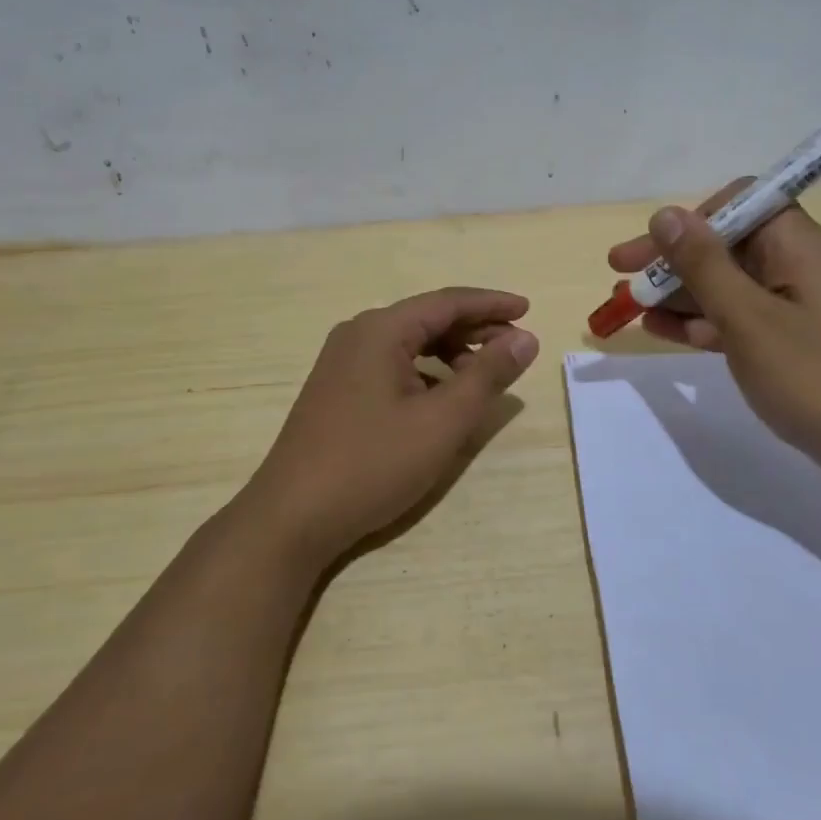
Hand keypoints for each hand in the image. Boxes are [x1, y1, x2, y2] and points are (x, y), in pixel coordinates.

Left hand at [243, 288, 539, 566]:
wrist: (291, 517)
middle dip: (474, 329)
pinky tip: (441, 399)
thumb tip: (524, 338)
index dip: (491, 304)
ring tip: (483, 376)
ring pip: (409, 344)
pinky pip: (391, 365)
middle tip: (515, 345)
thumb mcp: (442, 421)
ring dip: (450, 353)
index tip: (529, 309)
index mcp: (381, 330)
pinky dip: (425, 373)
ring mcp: (341, 363)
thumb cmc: (372, 464)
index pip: (447, 302)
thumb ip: (487, 375)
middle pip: (427, 318)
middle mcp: (358, 334)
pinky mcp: (336, 390)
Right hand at [607, 185, 820, 499]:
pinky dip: (700, 323)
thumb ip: (704, 266)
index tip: (653, 246)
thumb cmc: (819, 377)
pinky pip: (737, 320)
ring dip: (677, 293)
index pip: (738, 201)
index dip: (691, 217)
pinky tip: (661, 333)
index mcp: (794, 245)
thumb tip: (666, 214)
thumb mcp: (750, 319)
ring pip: (725, 285)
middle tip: (618, 275)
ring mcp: (793, 307)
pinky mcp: (790, 343)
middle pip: (723, 245)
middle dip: (670, 260)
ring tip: (628, 308)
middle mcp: (793, 266)